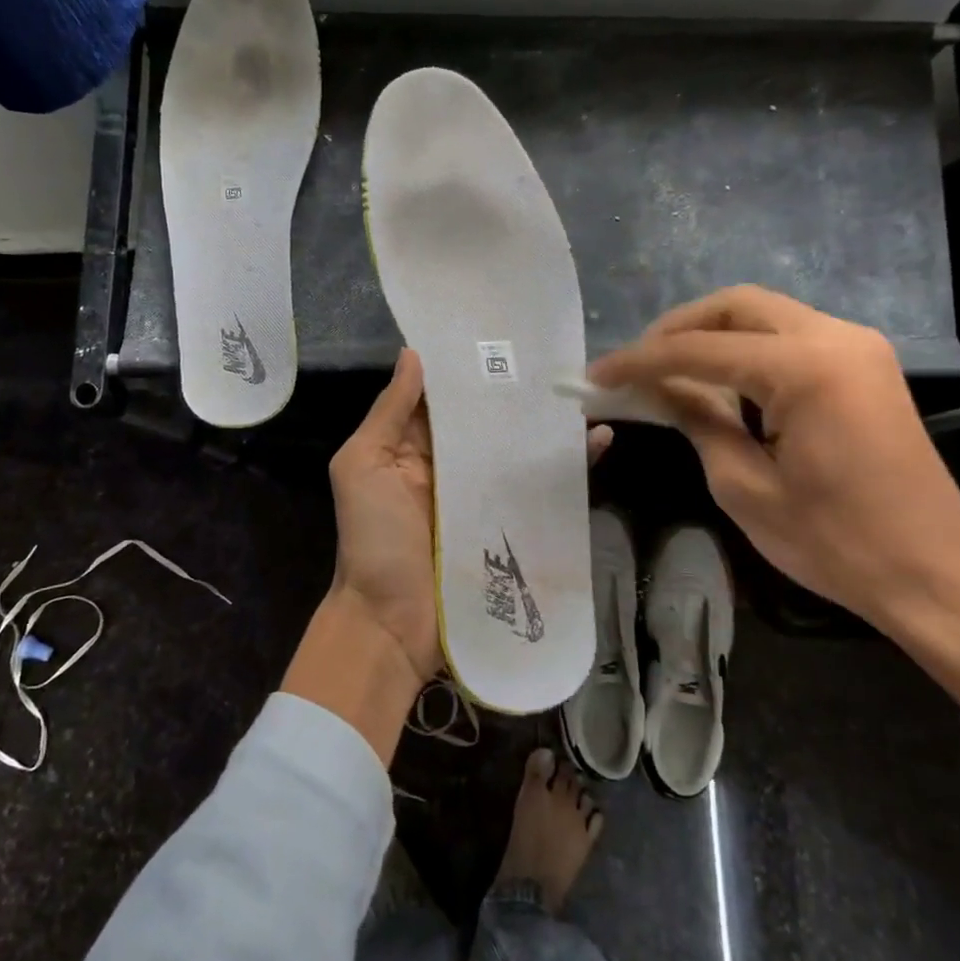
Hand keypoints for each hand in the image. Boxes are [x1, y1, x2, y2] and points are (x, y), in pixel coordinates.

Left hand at [284, 350, 615, 763]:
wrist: (391, 623)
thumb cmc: (372, 539)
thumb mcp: (361, 466)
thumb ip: (388, 413)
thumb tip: (413, 354)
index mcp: (412, 448)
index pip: (445, 400)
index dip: (467, 371)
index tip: (500, 337)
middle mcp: (450, 466)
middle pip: (486, 423)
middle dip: (514, 394)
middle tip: (554, 358)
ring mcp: (483, 496)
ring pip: (517, 451)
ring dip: (547, 426)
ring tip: (582, 394)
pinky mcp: (510, 524)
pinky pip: (541, 490)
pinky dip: (568, 468)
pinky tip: (598, 442)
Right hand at [589, 286, 959, 707]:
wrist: (935, 576)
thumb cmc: (834, 542)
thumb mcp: (743, 485)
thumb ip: (697, 419)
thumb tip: (656, 387)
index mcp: (804, 368)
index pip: (698, 350)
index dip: (638, 361)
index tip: (596, 374)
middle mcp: (834, 338)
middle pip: (735, 305)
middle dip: (676, 329)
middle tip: (635, 365)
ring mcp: (857, 347)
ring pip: (764, 314)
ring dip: (711, 335)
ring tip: (667, 372)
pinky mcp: (865, 366)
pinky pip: (790, 336)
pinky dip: (746, 348)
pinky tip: (719, 381)